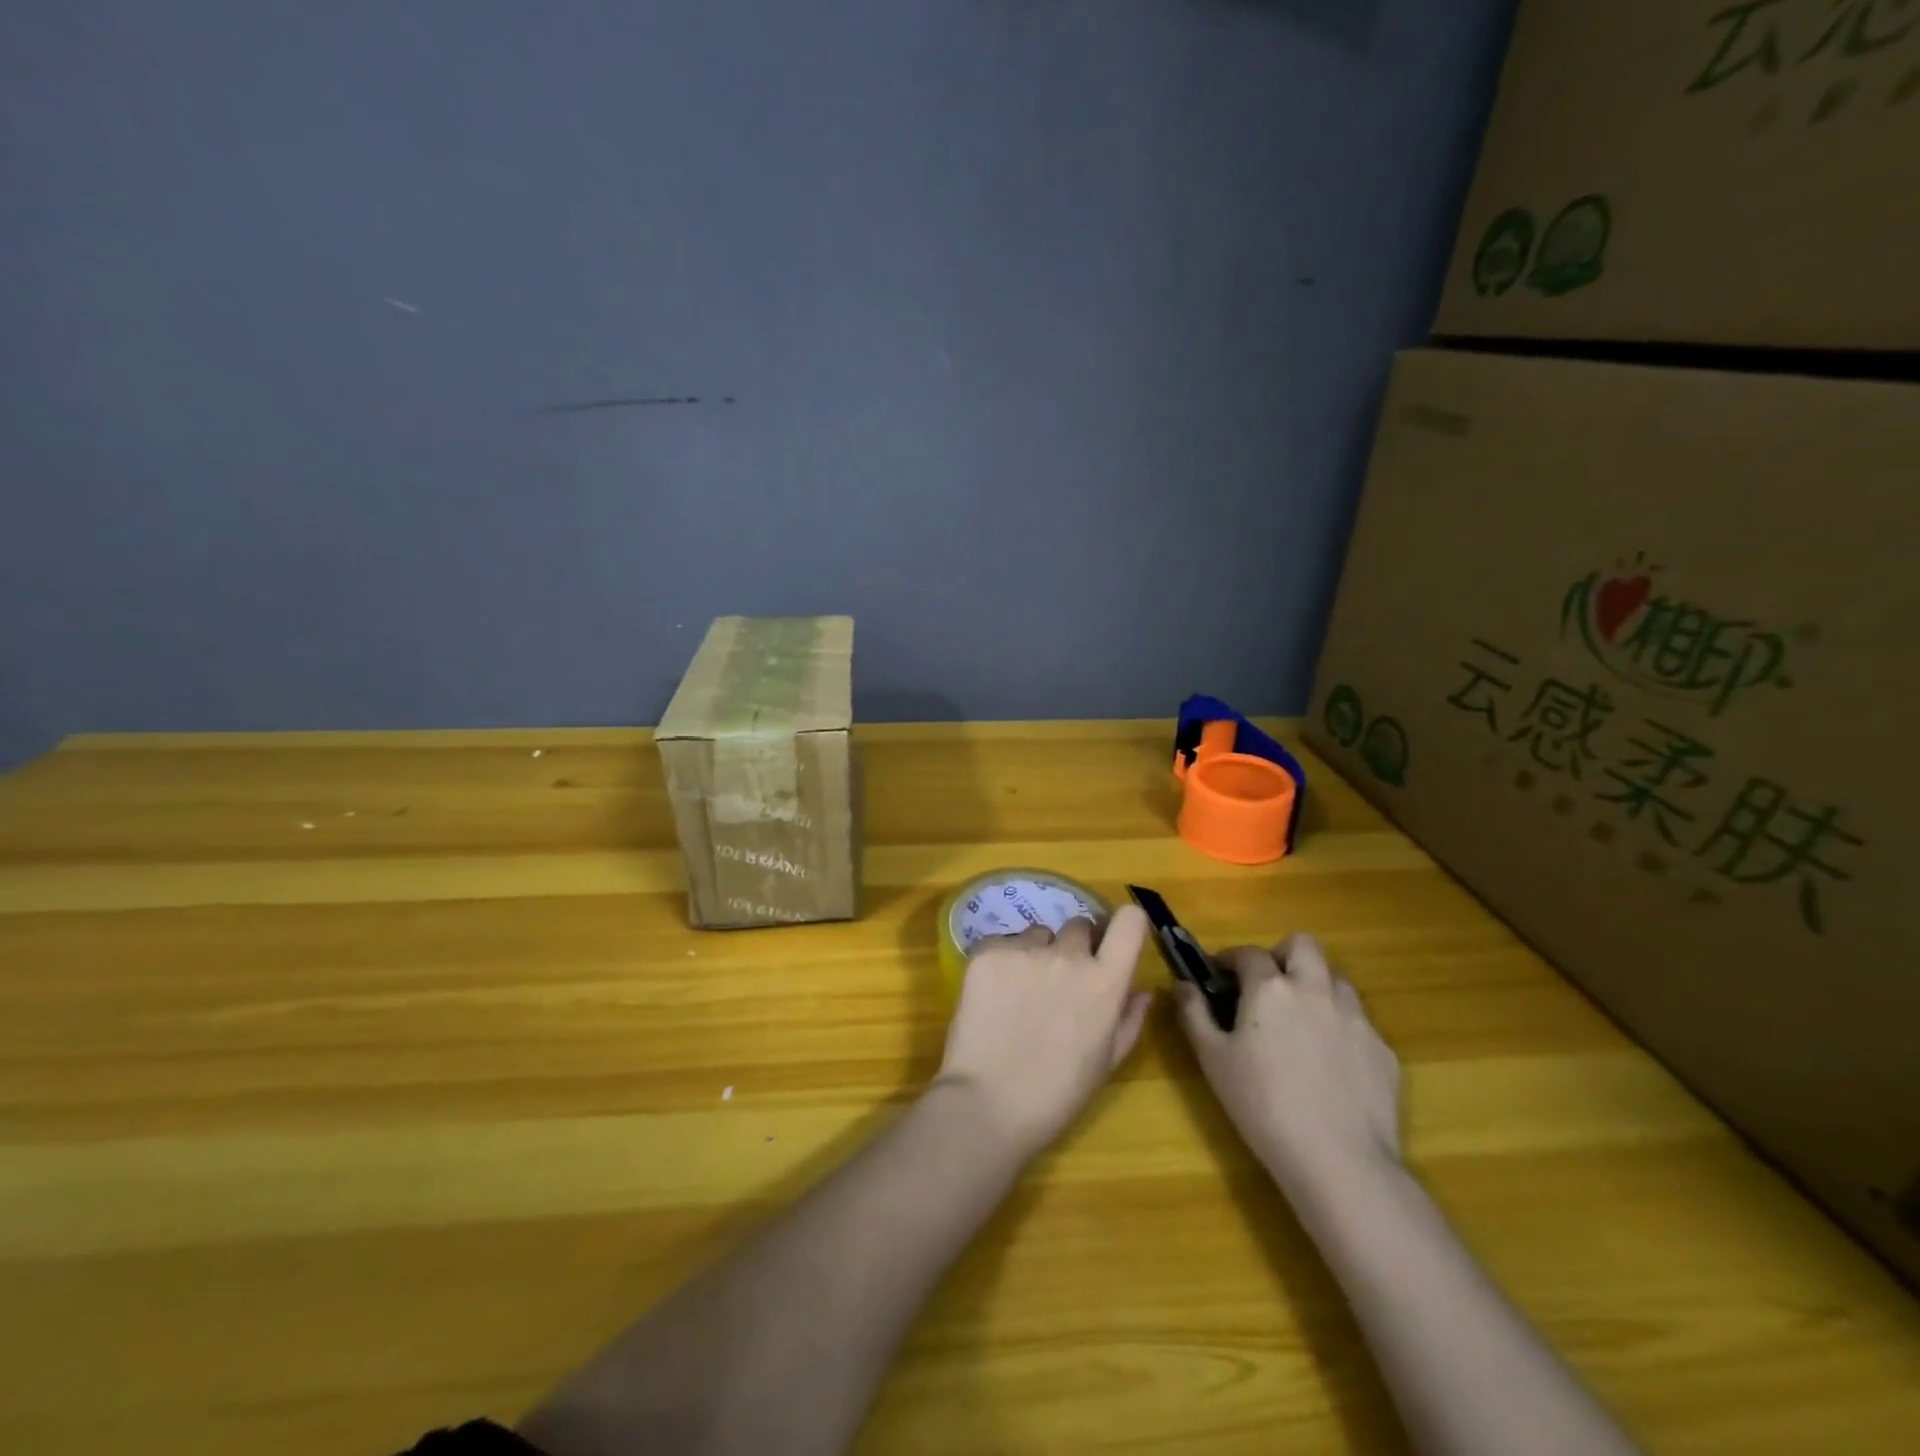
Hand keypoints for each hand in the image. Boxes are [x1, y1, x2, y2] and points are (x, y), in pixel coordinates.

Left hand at [936, 908, 1153, 1162]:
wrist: (988, 1104)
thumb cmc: (1057, 1093)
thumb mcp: (1106, 1063)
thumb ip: (1129, 1020)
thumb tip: (1143, 990)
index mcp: (1105, 981)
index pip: (1129, 921)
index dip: (1123, 925)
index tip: (1112, 939)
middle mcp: (1068, 955)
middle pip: (1079, 925)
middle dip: (1074, 947)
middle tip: (1059, 981)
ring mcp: (1025, 950)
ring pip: (1037, 934)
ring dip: (1036, 952)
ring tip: (1021, 992)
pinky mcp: (987, 952)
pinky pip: (1001, 942)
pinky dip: (1002, 960)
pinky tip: (994, 994)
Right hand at [1175, 934, 1401, 1207]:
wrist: (1339, 1161)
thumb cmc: (1263, 1105)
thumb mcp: (1213, 1060)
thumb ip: (1194, 1014)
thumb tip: (1182, 985)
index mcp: (1270, 988)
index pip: (1248, 953)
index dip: (1230, 959)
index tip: (1219, 975)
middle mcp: (1315, 989)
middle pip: (1303, 946)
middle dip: (1282, 955)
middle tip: (1267, 985)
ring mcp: (1356, 1017)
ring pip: (1336, 979)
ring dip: (1315, 985)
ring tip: (1300, 1020)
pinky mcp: (1383, 1049)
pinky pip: (1359, 1021)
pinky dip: (1340, 1026)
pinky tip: (1329, 1063)